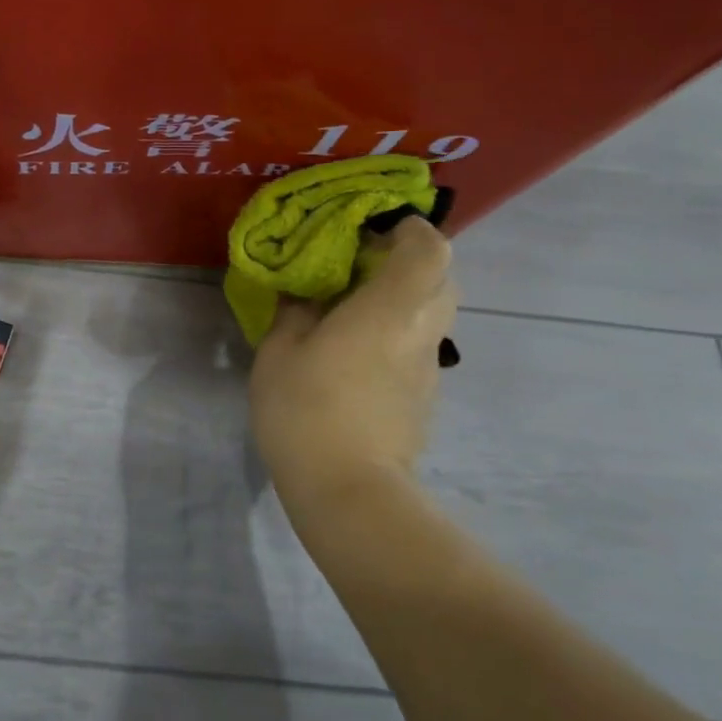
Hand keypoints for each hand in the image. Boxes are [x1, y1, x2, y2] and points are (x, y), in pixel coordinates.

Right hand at [248, 217, 457, 515]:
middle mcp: (421, 331)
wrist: (349, 493)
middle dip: (407, 261)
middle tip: (358, 263)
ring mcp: (428, 368)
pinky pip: (417, 346)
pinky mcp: (423, 398)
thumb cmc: (307, 409)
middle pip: (440, 278)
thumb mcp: (281, 350)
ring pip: (431, 314)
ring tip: (352, 305)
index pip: (429, 248)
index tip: (372, 227)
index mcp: (390, 308)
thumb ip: (296, 311)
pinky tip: (355, 350)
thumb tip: (305, 293)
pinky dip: (396, 332)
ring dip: (401, 298)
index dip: (410, 227)